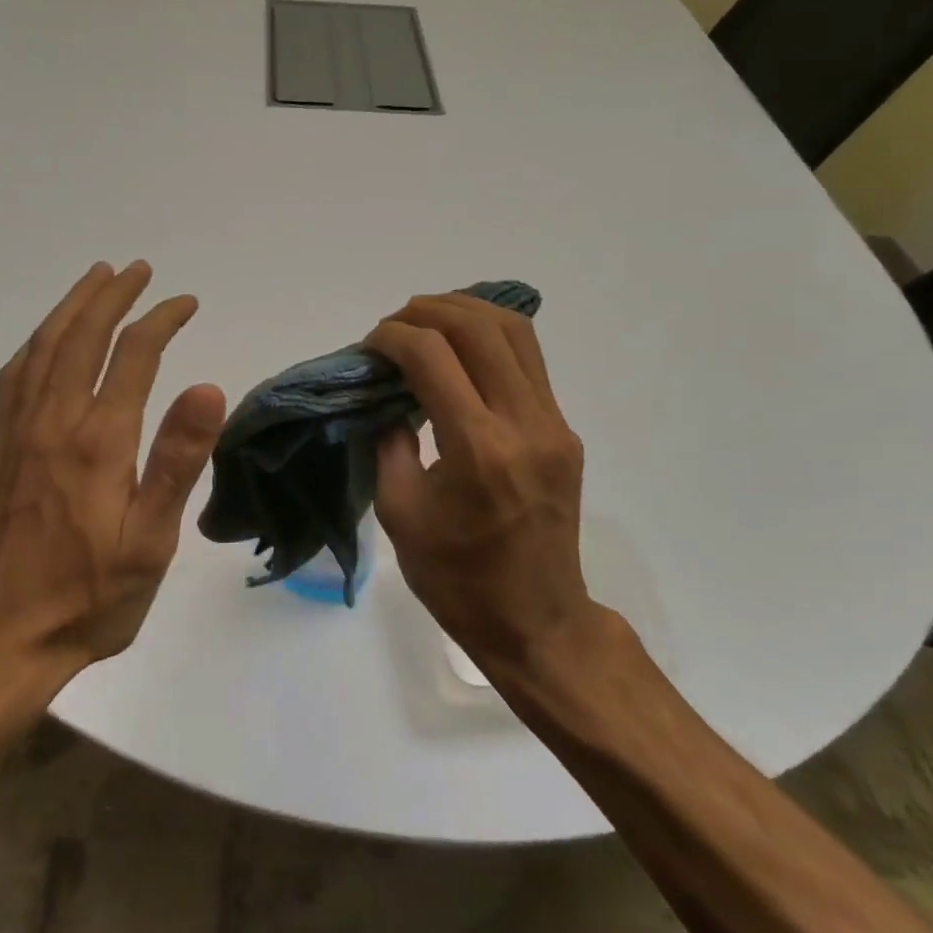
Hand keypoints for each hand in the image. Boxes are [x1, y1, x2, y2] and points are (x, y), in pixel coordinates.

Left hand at [0, 262, 226, 693]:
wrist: (3, 637)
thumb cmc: (91, 596)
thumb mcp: (151, 541)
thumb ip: (177, 460)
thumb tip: (208, 386)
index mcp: (97, 440)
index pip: (133, 355)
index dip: (161, 319)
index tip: (186, 303)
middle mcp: (53, 422)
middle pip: (82, 336)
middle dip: (113, 295)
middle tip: (138, 269)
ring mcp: (19, 432)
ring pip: (44, 347)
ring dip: (72, 307)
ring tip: (95, 279)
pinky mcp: (1, 448)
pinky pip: (15, 375)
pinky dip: (37, 341)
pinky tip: (46, 339)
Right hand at [366, 293, 596, 678]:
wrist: (536, 622)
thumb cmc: (456, 578)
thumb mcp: (400, 512)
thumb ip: (389, 443)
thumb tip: (387, 398)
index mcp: (478, 449)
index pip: (433, 356)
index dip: (393, 337)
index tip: (369, 346)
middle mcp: (524, 424)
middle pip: (479, 329)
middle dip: (428, 311)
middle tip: (394, 324)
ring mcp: (553, 425)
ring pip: (515, 333)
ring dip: (466, 312)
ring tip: (427, 320)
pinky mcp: (564, 432)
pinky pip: (529, 361)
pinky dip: (491, 337)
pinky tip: (461, 346)